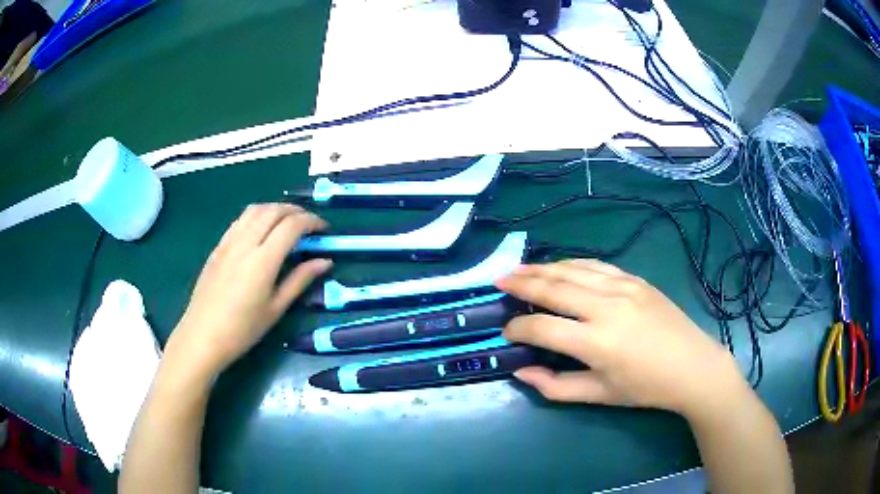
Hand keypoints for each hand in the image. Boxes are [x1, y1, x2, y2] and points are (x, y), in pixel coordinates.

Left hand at [165, 204, 330, 380]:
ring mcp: (229, 242)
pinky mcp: (218, 246)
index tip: (324, 230)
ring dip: (276, 209)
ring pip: (255, 210)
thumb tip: (325, 262)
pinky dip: (257, 216)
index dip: (312, 222)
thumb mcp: (276, 308)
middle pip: (274, 210)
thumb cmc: (243, 329)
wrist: (203, 336)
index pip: (292, 226)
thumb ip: (300, 280)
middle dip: (296, 211)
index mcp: (263, 260)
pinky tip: (261, 230)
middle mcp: (245, 242)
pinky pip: (240, 220)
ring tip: (287, 222)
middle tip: (309, 224)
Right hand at [496, 259, 744, 416]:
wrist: (693, 366)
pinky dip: (573, 264)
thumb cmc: (646, 388)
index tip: (506, 331)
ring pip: (573, 269)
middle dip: (521, 284)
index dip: (518, 329)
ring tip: (520, 269)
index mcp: (597, 343)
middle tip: (499, 281)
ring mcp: (623, 288)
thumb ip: (556, 386)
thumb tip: (521, 371)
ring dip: (542, 268)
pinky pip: (597, 265)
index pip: (542, 328)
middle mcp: (606, 307)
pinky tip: (560, 266)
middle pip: (553, 288)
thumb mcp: (600, 395)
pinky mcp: (636, 280)